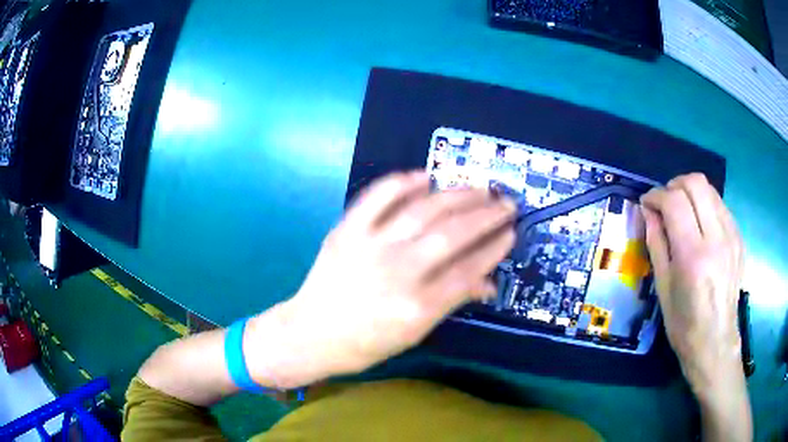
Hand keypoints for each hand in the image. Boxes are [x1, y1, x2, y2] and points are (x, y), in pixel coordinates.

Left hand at [245, 172, 516, 388]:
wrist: (311, 334)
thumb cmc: (366, 344)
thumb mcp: (415, 334)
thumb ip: (452, 301)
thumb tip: (488, 281)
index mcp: (417, 307)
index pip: (468, 269)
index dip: (494, 248)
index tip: (510, 232)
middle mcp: (397, 272)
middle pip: (452, 234)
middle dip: (486, 215)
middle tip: (505, 203)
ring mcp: (369, 246)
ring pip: (422, 210)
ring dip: (456, 195)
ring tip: (479, 188)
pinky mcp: (346, 231)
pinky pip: (376, 197)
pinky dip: (401, 183)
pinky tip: (424, 176)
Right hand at [641, 173, 743, 395]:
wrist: (716, 342)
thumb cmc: (683, 324)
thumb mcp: (662, 287)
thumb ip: (656, 243)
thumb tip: (648, 211)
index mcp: (693, 257)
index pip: (674, 202)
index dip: (656, 195)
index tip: (647, 203)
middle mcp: (716, 239)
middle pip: (696, 183)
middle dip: (675, 184)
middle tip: (665, 202)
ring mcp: (731, 237)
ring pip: (710, 190)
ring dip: (691, 193)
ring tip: (682, 212)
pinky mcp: (739, 238)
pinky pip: (721, 206)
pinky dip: (706, 206)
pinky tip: (700, 226)